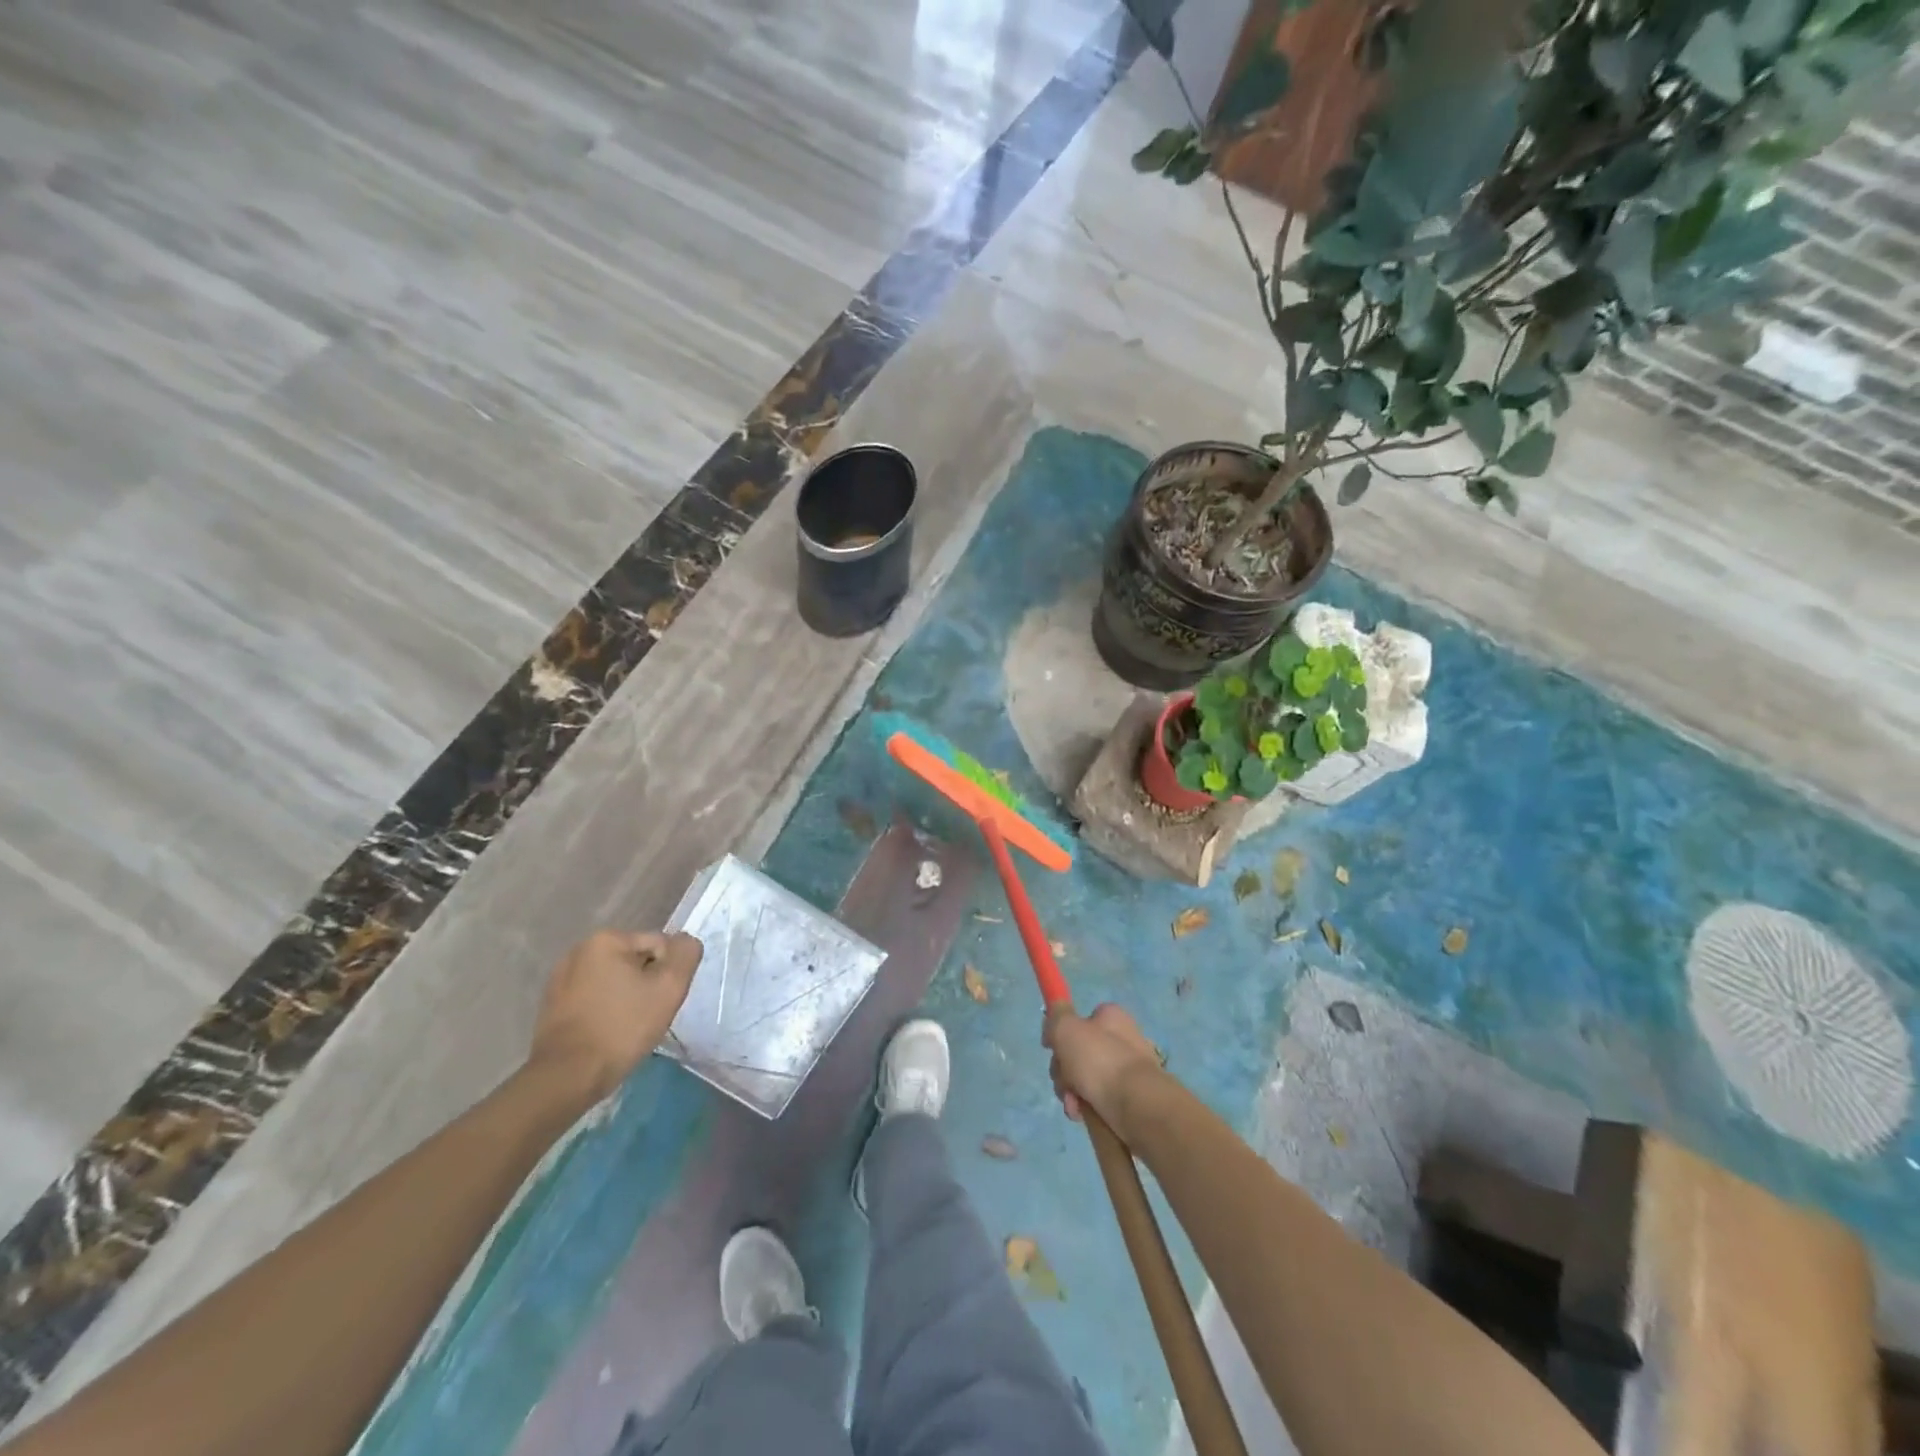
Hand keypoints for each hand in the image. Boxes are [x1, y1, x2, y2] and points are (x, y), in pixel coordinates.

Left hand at [530, 930, 702, 1100]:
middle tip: (647, 1016)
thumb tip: (685, 942)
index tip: (661, 1002)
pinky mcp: (552, 1005)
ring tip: (627, 1027)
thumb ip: (686, 954)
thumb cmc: (621, 1028)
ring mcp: (561, 978)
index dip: (668, 974)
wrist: (567, 1077)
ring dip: (626, 998)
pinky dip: (605, 1010)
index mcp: (606, 939)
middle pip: (636, 961)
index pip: (659, 946)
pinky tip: (606, 1033)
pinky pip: (594, 998)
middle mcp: (579, 950)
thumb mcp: (669, 987)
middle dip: (646, 984)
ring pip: (615, 981)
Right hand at [1042, 1002, 1163, 1139]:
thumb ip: (1055, 1017)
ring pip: (1085, 1078)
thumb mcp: (1067, 1029)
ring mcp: (1127, 1070)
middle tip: (1064, 1078)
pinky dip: (1086, 1107)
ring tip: (1074, 1102)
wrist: (1137, 1106)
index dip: (1062, 1034)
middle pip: (1078, 1052)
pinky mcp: (1129, 1098)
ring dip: (1071, 1091)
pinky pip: (1098, 1099)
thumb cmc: (1100, 1061)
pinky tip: (1082, 1114)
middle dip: (1063, 1069)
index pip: (1080, 1020)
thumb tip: (1053, 1022)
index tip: (1050, 1048)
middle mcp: (1122, 1040)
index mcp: (1111, 1018)